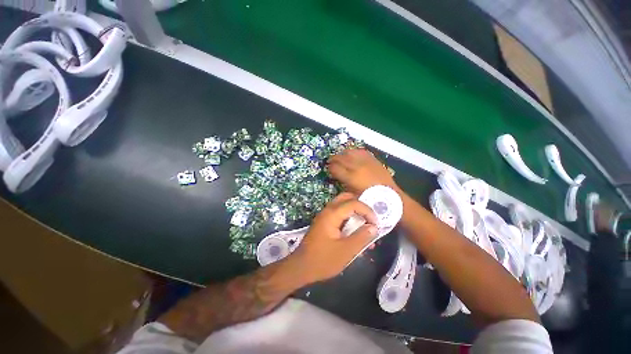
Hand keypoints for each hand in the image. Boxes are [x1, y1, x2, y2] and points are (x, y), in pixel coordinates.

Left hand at [289, 193, 378, 283]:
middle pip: (346, 198)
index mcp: (332, 214)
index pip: (353, 203)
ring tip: (365, 224)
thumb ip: (361, 237)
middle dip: (360, 205)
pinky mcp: (324, 223)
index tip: (376, 223)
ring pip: (342, 205)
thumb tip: (374, 227)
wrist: (301, 267)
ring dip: (355, 211)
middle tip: (370, 217)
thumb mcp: (346, 251)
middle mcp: (327, 211)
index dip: (367, 211)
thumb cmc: (323, 260)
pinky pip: (338, 214)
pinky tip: (355, 231)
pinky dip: (348, 218)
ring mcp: (325, 216)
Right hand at [327, 149, 397, 193]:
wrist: (389, 194)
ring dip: (342, 154)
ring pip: (349, 152)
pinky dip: (354, 152)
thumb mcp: (353, 194)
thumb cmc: (369, 198)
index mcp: (351, 177)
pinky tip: (352, 154)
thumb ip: (343, 183)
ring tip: (340, 156)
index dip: (330, 168)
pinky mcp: (372, 159)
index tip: (329, 168)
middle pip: (340, 158)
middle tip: (330, 161)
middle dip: (333, 159)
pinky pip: (360, 151)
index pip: (335, 168)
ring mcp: (365, 161)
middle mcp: (356, 166)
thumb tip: (338, 176)